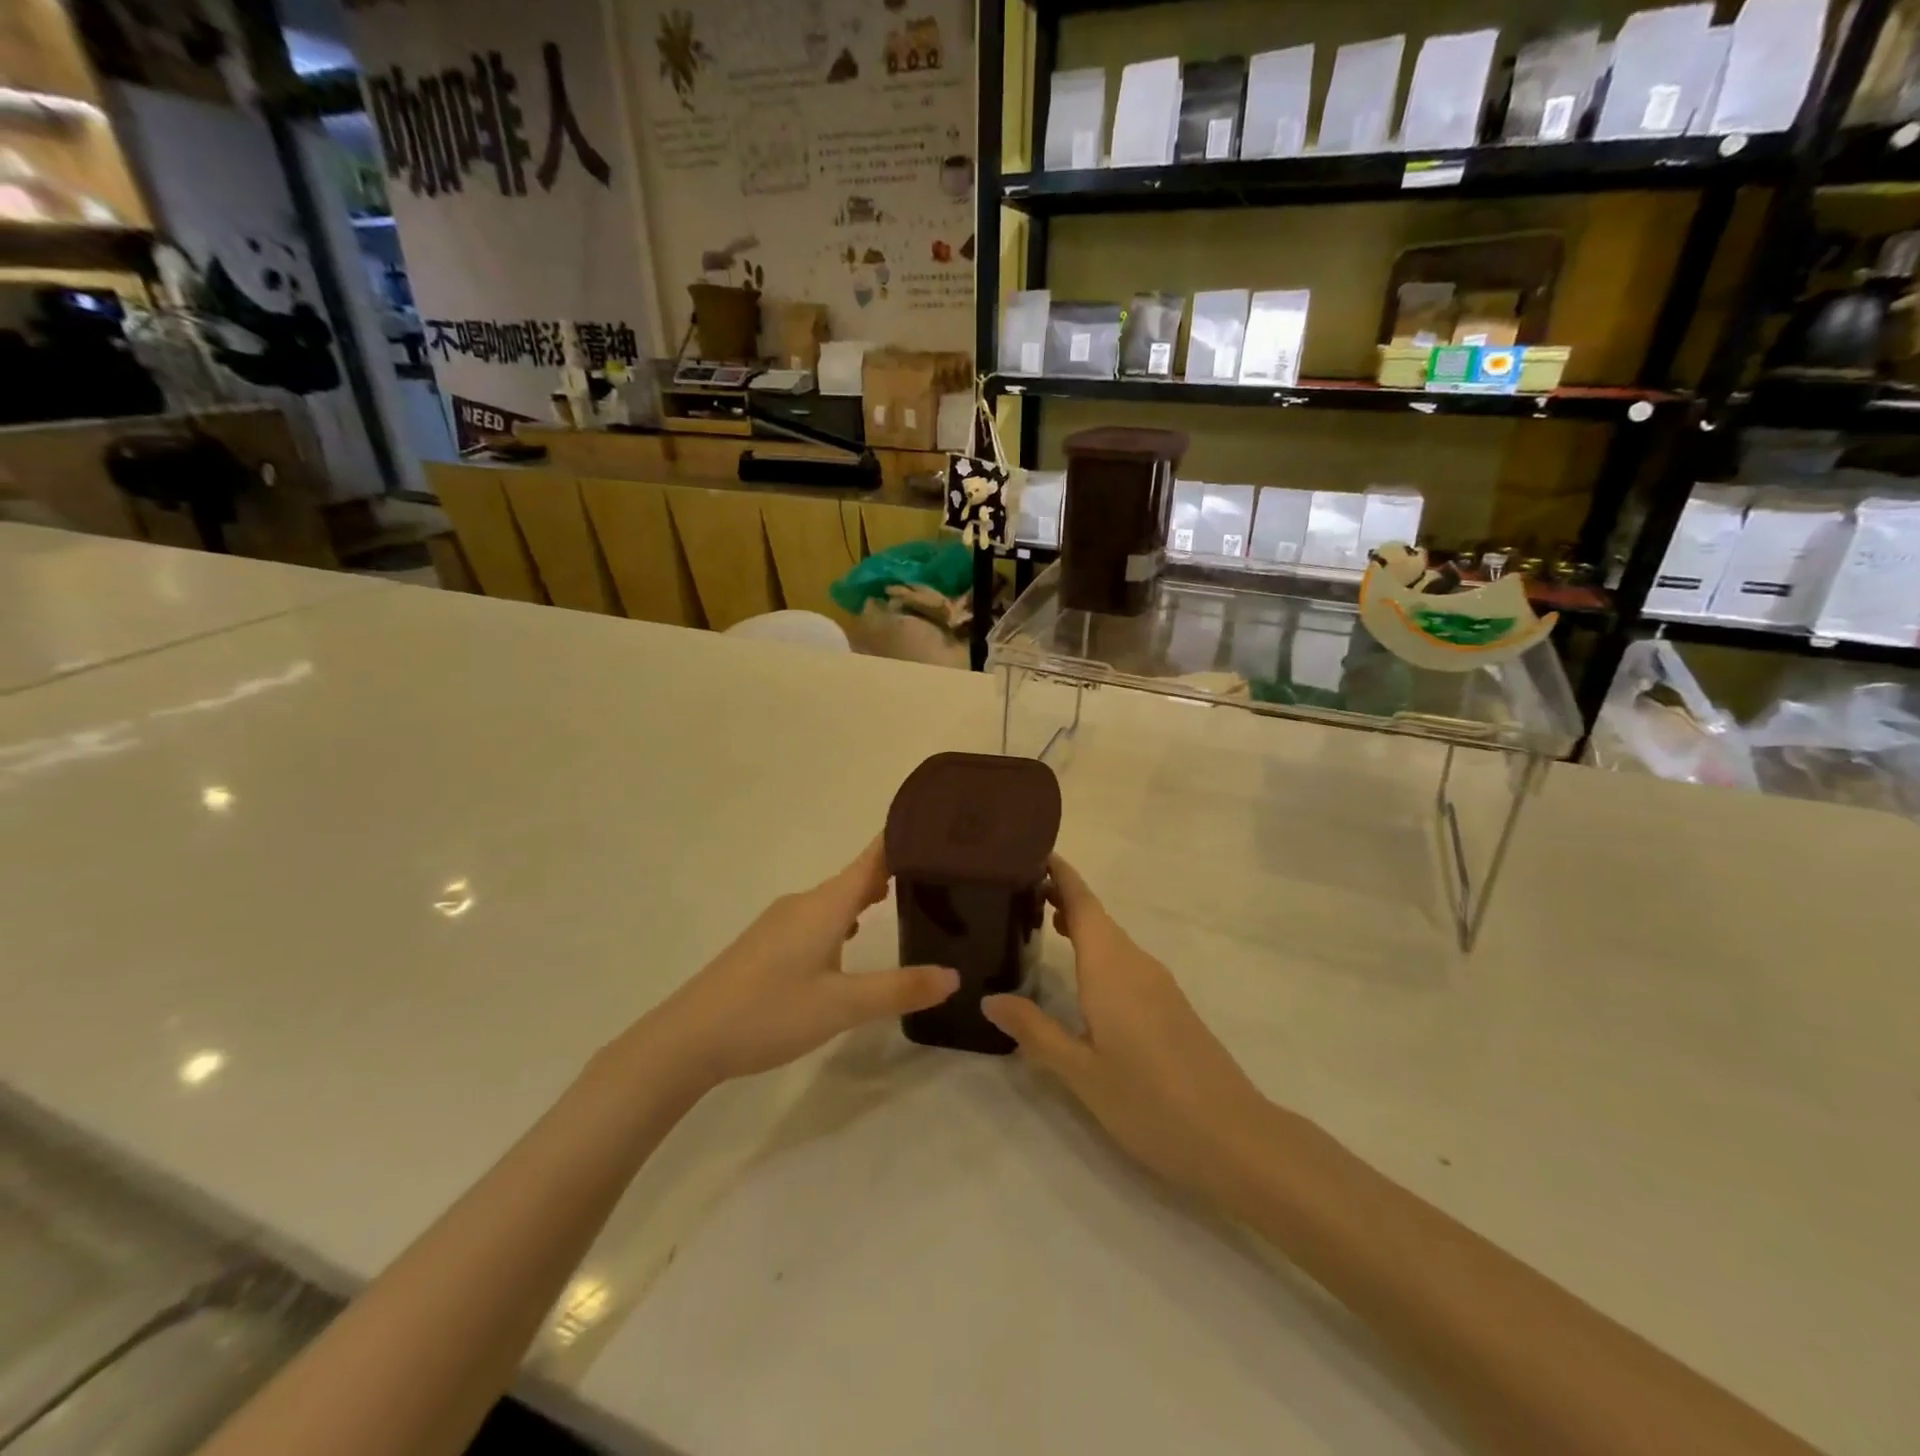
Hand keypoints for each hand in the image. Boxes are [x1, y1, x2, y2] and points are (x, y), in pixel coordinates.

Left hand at [638, 838, 958, 1095]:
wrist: (687, 1038)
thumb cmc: (769, 1012)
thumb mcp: (842, 1007)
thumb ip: (898, 990)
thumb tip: (953, 976)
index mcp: (825, 905)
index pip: (873, 858)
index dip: (904, 840)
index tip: (940, 829)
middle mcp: (804, 902)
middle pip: (856, 875)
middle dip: (895, 870)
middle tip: (939, 874)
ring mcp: (781, 921)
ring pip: (836, 898)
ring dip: (867, 895)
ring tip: (904, 902)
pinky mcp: (767, 942)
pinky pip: (818, 916)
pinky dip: (844, 917)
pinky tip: (851, 939)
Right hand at [983, 857, 1270, 1205]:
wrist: (1234, 1138)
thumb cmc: (1149, 1102)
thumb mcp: (1080, 1072)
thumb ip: (1034, 1030)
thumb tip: (989, 998)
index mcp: (1111, 968)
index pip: (1082, 902)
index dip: (1059, 873)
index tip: (1028, 851)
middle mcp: (1136, 964)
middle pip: (1096, 915)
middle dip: (1061, 895)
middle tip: (1016, 890)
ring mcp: (1158, 984)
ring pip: (1112, 939)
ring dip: (1079, 924)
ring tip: (1040, 921)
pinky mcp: (1170, 1005)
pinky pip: (1125, 960)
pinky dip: (1097, 950)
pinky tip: (1080, 974)